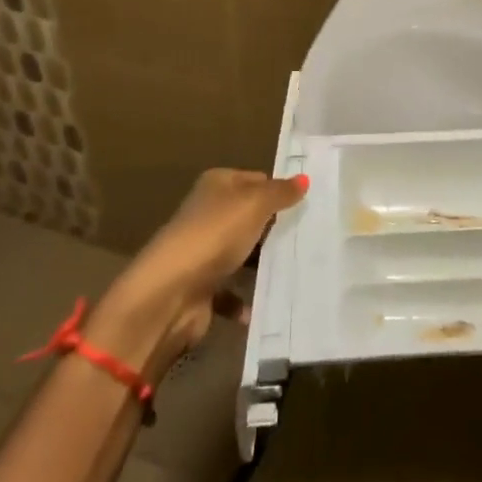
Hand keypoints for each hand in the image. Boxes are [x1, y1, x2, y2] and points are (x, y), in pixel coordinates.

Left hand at [87, 169, 306, 382]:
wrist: (170, 293)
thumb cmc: (215, 235)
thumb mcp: (254, 205)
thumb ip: (280, 192)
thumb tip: (304, 179)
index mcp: (216, 185)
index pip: (255, 179)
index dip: (279, 189)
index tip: (308, 204)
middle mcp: (207, 214)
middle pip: (249, 216)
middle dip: (275, 227)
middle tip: (310, 235)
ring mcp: (203, 251)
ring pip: (242, 252)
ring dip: (263, 262)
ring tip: (298, 267)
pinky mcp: (202, 286)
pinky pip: (231, 290)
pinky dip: (246, 298)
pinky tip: (267, 302)